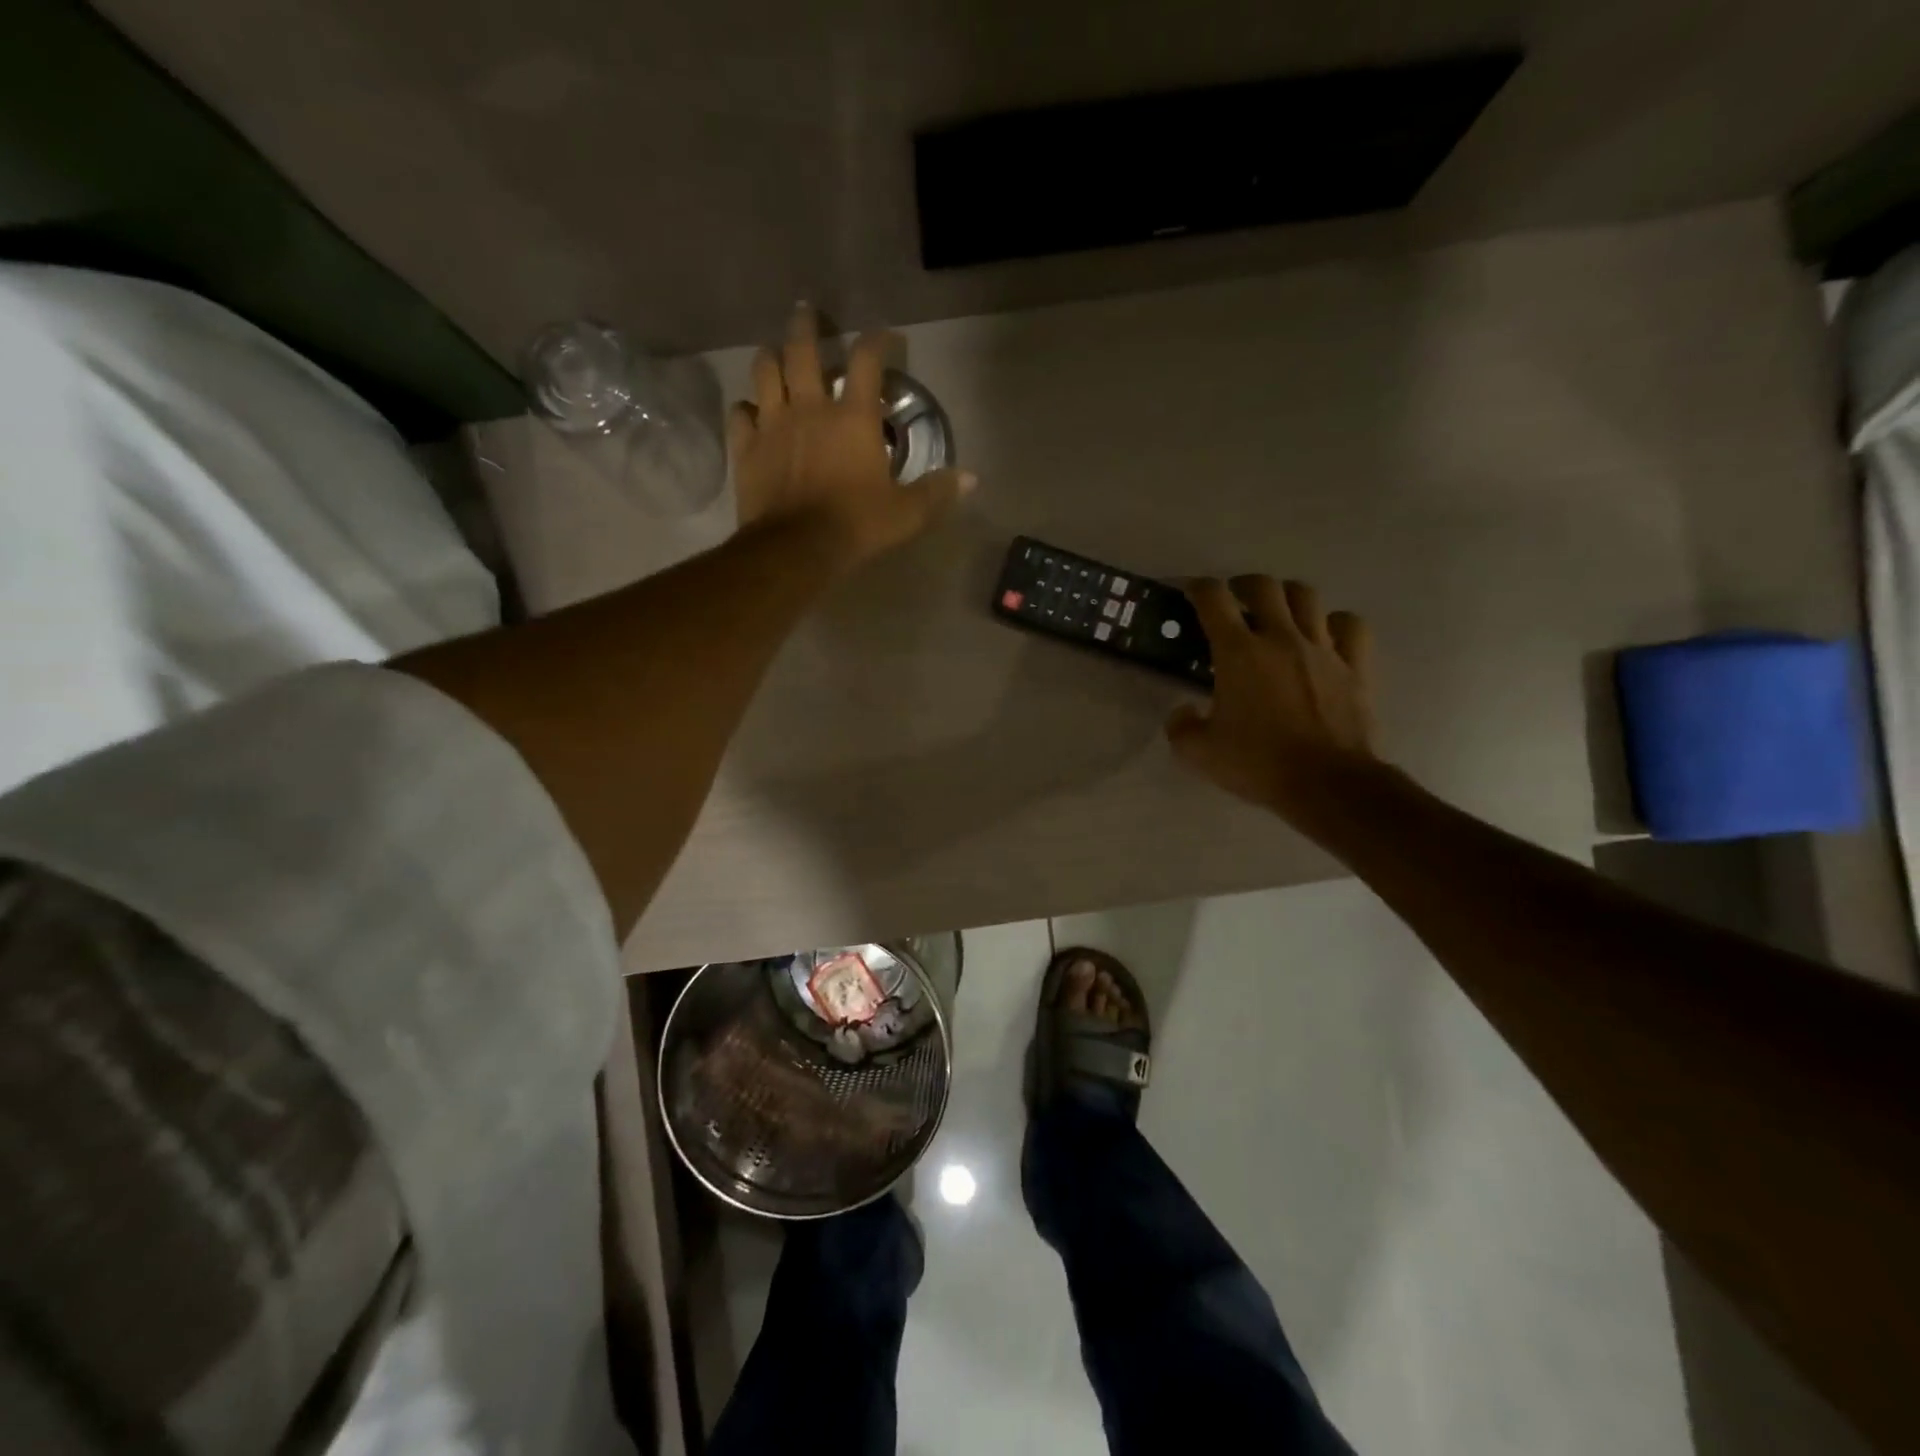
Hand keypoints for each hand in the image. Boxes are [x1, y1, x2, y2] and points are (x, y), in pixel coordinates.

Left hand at [729, 304, 973, 569]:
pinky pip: (739, 413)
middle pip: (802, 349)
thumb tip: (971, 478)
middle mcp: (810, 407)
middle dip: (807, 325)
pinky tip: (751, 412)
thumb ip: (936, 492)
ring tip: (775, 354)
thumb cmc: (856, 525)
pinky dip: (745, 408)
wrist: (797, 547)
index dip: (878, 340)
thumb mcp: (906, 514)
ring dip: (771, 357)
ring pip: (764, 370)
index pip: (868, 360)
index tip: (886, 337)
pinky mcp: (747, 446)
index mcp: (854, 417)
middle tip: (807, 312)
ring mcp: (773, 423)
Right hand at [1165, 576, 1383, 832]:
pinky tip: (1325, 635)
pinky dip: (1335, 622)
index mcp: (1238, 653)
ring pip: (1307, 596)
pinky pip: (1350, 626)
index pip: (1214, 599)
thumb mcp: (1199, 753)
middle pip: (1264, 586)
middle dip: (1244, 585)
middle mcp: (1281, 638)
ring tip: (1278, 612)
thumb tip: (1183, 711)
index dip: (1198, 587)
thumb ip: (1181, 727)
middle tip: (1235, 600)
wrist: (1326, 783)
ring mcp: (1323, 649)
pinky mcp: (1355, 666)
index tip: (1190, 592)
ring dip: (1287, 596)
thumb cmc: (1258, 764)